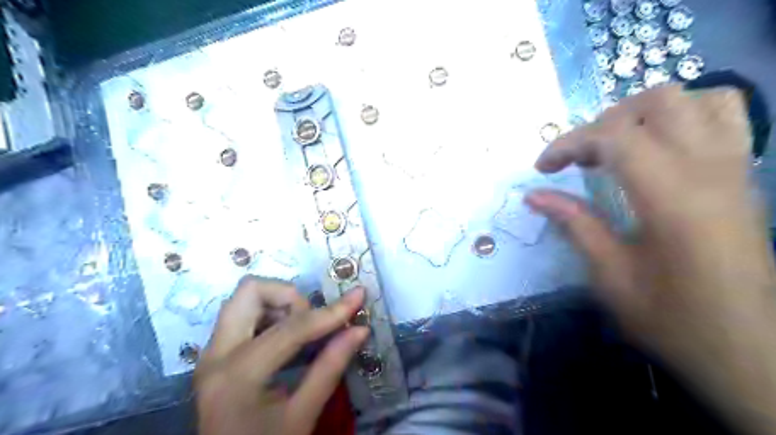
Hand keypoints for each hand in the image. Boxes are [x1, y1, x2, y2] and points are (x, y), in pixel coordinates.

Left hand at [192, 277, 366, 434]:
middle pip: (251, 290)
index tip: (358, 296)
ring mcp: (211, 351)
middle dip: (290, 297)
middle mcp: (217, 353)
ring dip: (280, 304)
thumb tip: (360, 329)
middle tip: (312, 320)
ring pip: (245, 298)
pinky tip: (286, 340)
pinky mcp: (215, 352)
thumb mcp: (303, 415)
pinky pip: (243, 313)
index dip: (330, 312)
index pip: (292, 328)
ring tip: (301, 332)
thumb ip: (331, 367)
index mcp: (239, 375)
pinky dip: (270, 314)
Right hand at [528, 84, 775, 434]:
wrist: (752, 352)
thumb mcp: (610, 276)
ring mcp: (735, 170)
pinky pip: (724, 120)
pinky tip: (658, 152)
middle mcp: (709, 170)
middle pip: (658, 103)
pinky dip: (684, 119)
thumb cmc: (673, 319)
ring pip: (699, 99)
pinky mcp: (744, 179)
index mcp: (672, 198)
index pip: (615, 137)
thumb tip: (533, 195)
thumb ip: (575, 224)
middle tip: (580, 159)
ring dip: (646, 115)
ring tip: (618, 148)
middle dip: (605, 123)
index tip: (542, 169)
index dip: (569, 143)